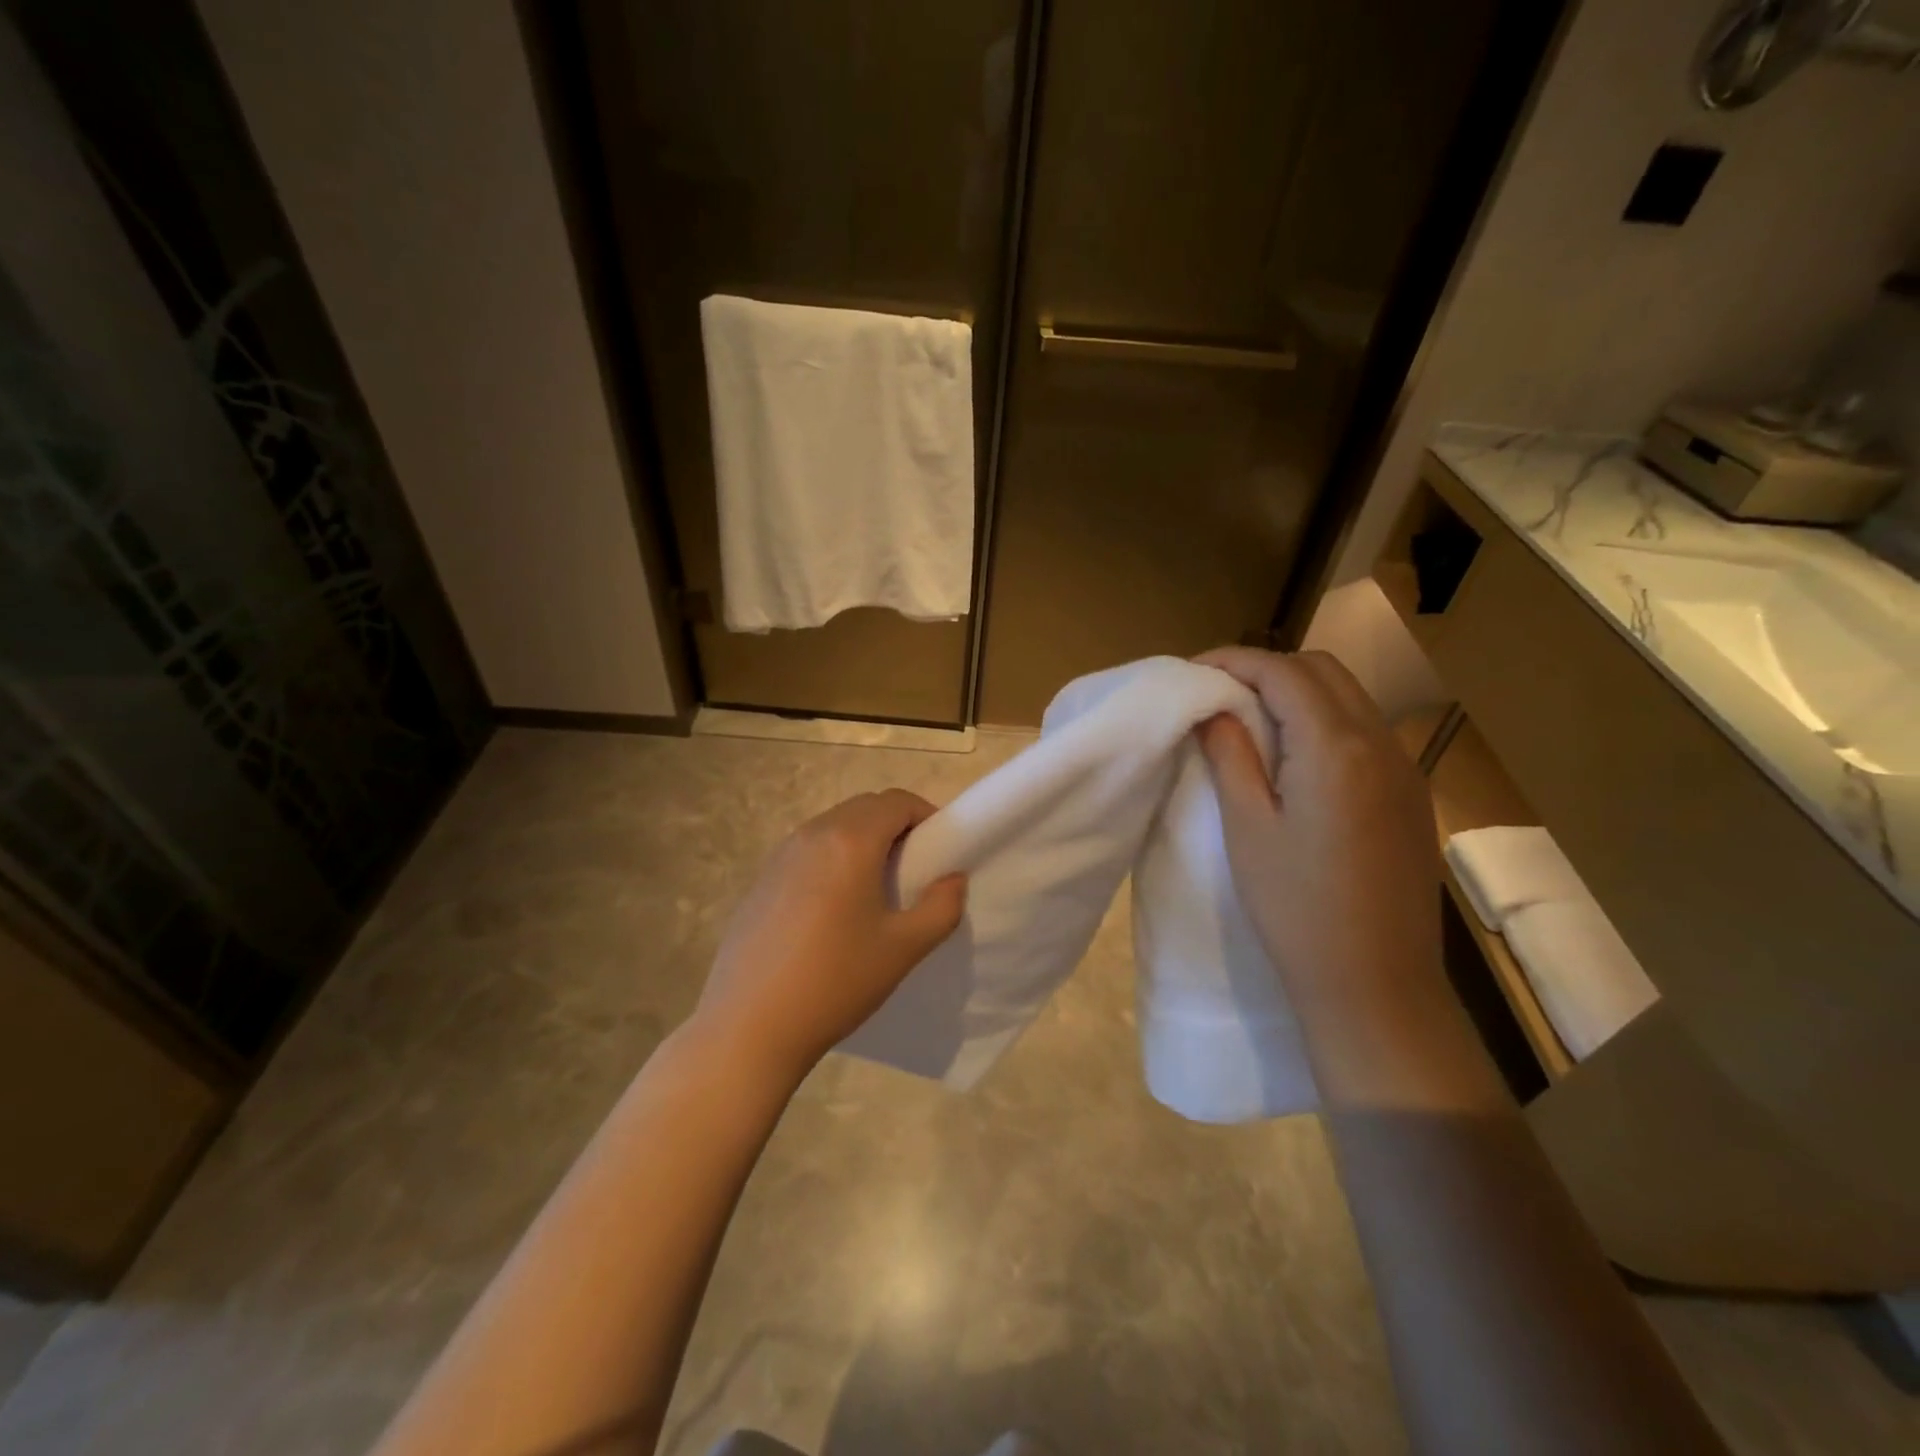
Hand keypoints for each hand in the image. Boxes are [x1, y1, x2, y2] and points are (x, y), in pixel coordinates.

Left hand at [695, 789, 966, 1080]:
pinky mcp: (761, 880)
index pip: (897, 802)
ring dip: (863, 841)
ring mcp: (780, 855)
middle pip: (865, 808)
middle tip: (915, 869)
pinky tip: (834, 908)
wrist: (749, 1026)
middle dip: (896, 825)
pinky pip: (808, 850)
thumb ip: (941, 907)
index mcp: (850, 841)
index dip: (926, 816)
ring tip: (876, 889)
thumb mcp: (903, 948)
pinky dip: (833, 858)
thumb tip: (952, 879)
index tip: (941, 850)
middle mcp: (812, 834)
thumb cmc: (836, 982)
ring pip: (834, 826)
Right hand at [1195, 648, 1440, 1005]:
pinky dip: (1325, 719)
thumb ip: (1231, 755)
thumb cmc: (1296, 908)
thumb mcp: (1248, 828)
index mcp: (1335, 747)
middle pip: (1323, 670)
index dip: (1233, 661)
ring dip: (1298, 691)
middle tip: (1218, 692)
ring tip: (1250, 718)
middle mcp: (1380, 743)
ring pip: (1350, 697)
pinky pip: (1366, 731)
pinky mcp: (1412, 796)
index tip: (1192, 671)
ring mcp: (1405, 769)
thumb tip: (1212, 708)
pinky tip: (1296, 755)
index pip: (1283, 672)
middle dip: (1267, 668)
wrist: (1376, 984)